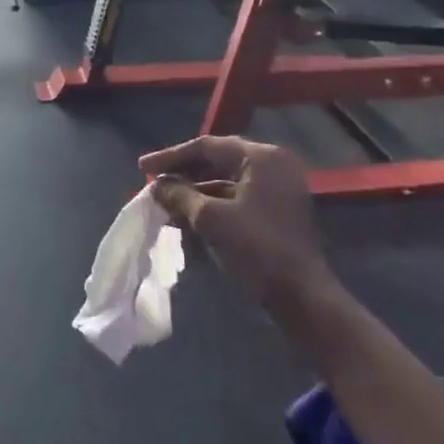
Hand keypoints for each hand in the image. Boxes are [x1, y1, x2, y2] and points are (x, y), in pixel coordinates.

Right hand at [139, 137, 329, 307]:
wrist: (301, 297)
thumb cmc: (257, 248)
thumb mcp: (210, 218)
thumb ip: (179, 195)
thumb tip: (157, 186)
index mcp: (262, 157)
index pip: (207, 146)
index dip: (171, 156)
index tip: (142, 168)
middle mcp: (273, 166)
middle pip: (218, 160)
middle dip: (183, 173)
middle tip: (154, 183)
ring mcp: (278, 189)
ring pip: (226, 181)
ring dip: (195, 191)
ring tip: (166, 204)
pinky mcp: (278, 211)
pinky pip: (238, 198)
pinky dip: (212, 205)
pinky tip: (188, 218)